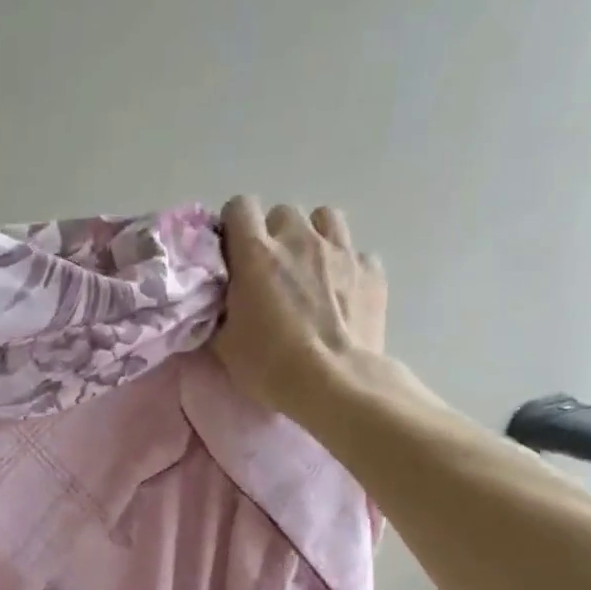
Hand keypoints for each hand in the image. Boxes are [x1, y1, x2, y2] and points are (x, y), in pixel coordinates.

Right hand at [211, 196, 388, 420]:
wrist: (334, 384)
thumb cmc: (270, 365)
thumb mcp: (224, 343)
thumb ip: (218, 310)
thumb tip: (218, 300)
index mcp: (256, 254)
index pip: (240, 206)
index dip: (234, 225)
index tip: (233, 252)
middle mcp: (299, 240)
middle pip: (283, 212)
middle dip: (275, 234)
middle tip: (271, 269)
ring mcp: (341, 251)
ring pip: (325, 219)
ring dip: (313, 237)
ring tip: (309, 269)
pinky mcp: (372, 271)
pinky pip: (356, 253)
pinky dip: (346, 267)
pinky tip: (341, 292)